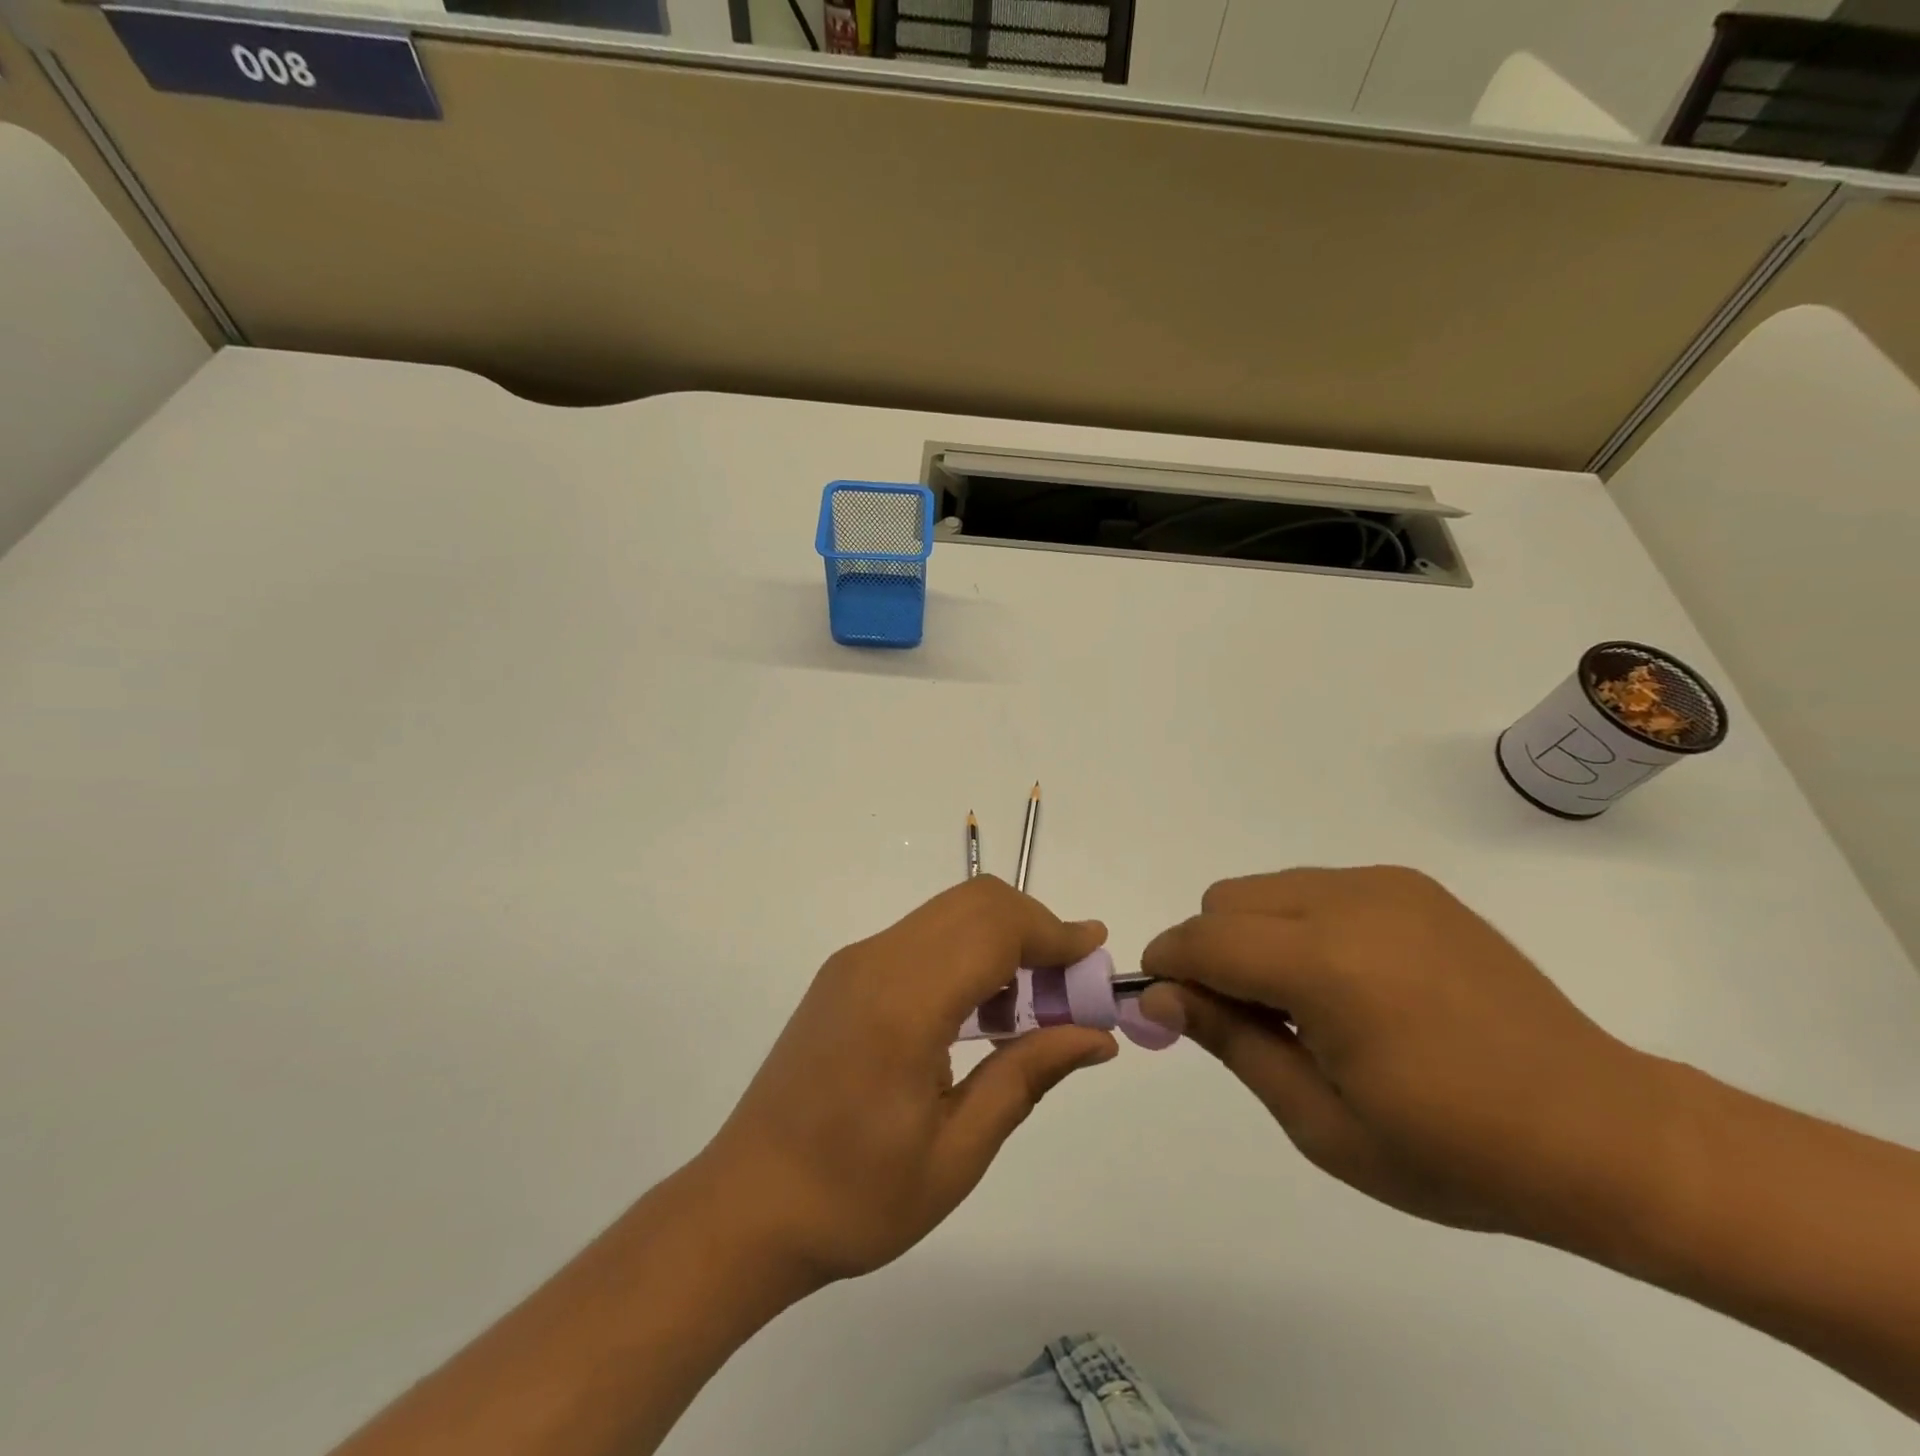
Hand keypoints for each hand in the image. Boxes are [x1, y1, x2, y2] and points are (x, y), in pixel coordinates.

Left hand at [699, 876, 1116, 1287]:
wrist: (747, 1206)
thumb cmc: (855, 1197)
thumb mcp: (957, 1152)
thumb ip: (1027, 1077)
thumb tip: (1095, 1036)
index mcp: (903, 1004)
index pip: (993, 929)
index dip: (1053, 932)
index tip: (1096, 954)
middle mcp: (875, 962)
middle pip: (974, 903)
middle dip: (1034, 928)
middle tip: (1068, 988)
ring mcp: (854, 962)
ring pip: (948, 913)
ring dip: (1000, 938)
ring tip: (1030, 1007)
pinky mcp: (844, 973)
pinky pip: (921, 937)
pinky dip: (966, 951)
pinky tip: (979, 1012)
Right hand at [1139, 867, 1660, 1244]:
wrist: (1602, 1132)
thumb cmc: (1454, 1151)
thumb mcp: (1321, 1122)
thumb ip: (1230, 1042)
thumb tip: (1158, 997)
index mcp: (1326, 965)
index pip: (1203, 940)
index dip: (1168, 968)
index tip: (1164, 1008)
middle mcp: (1349, 902)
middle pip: (1226, 901)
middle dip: (1211, 952)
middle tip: (1249, 1020)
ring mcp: (1384, 886)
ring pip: (1266, 888)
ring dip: (1255, 935)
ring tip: (1305, 1004)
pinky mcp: (1411, 885)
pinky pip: (1315, 887)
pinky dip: (1300, 924)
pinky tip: (1351, 982)